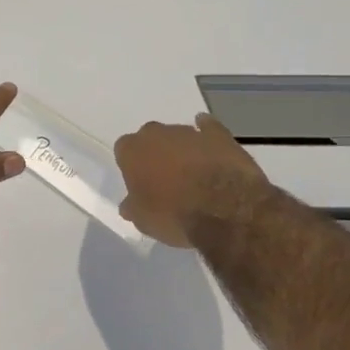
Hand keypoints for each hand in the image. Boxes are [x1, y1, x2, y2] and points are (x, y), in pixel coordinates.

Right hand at [115, 113, 272, 248]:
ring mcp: (189, 132)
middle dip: (156, 153)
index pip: (124, 150)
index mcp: (132, 150)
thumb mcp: (143, 221)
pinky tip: (211, 147)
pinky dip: (208, 135)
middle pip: (151, 138)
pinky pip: (209, 129)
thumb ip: (133, 208)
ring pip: (179, 136)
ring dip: (182, 150)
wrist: (225, 208)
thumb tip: (129, 205)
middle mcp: (157, 133)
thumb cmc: (174, 214)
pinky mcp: (219, 134)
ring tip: (193, 175)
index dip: (132, 166)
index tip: (139, 182)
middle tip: (164, 178)